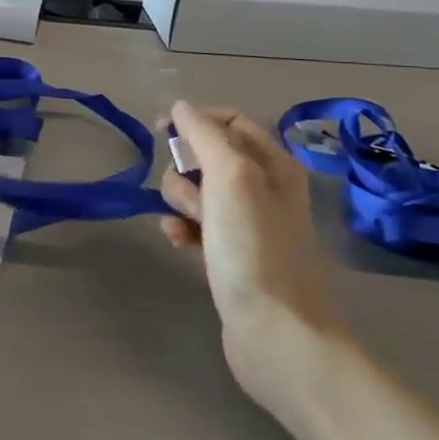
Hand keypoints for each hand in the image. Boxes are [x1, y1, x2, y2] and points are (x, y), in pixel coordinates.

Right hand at [159, 101, 350, 414]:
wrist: (277, 333)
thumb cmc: (254, 247)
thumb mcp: (230, 177)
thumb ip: (205, 135)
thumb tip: (182, 106)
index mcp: (275, 165)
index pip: (231, 121)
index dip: (195, 120)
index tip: (160, 131)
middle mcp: (266, 190)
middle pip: (209, 157)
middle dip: (186, 168)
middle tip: (189, 193)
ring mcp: (249, 226)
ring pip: (199, 193)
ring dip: (181, 201)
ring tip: (184, 223)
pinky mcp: (233, 257)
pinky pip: (198, 228)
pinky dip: (183, 230)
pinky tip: (177, 242)